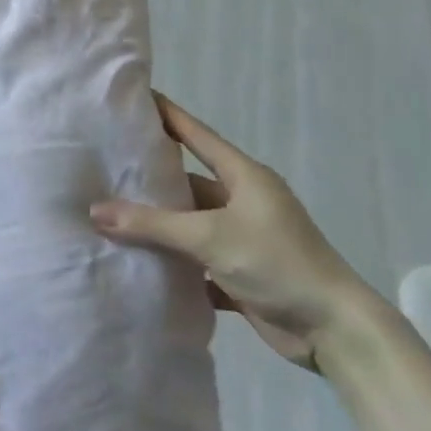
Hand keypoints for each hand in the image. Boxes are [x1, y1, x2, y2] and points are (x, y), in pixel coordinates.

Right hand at [90, 93, 378, 368]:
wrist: (336, 332)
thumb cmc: (278, 264)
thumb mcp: (210, 237)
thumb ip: (151, 224)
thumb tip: (94, 211)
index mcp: (244, 178)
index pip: (197, 135)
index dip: (167, 115)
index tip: (135, 98)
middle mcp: (243, 202)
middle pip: (188, 182)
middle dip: (150, 179)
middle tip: (104, 166)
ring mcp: (243, 238)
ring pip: (190, 224)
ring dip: (158, 226)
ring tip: (109, 216)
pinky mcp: (241, 273)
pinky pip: (196, 260)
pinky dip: (172, 263)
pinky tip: (138, 263)